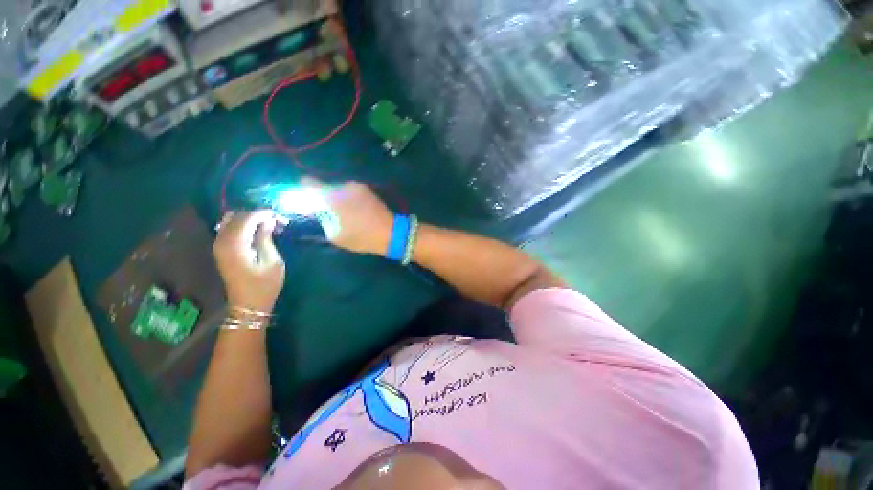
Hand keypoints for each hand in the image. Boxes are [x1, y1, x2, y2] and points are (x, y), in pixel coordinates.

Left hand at [213, 210, 285, 311]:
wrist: (248, 305)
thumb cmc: (264, 285)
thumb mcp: (272, 261)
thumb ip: (266, 239)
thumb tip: (268, 222)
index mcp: (235, 244)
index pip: (247, 218)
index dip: (263, 213)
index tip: (279, 215)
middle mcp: (222, 241)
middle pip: (236, 217)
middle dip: (256, 215)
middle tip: (275, 221)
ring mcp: (219, 246)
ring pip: (230, 221)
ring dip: (248, 219)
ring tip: (266, 224)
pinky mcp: (220, 251)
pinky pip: (227, 229)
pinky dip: (241, 225)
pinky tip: (255, 230)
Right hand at [310, 180, 392, 255]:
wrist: (391, 233)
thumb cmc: (361, 237)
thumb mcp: (335, 234)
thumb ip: (323, 218)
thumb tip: (317, 209)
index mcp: (333, 196)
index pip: (310, 184)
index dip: (305, 190)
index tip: (305, 198)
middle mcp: (344, 186)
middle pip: (326, 187)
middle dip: (324, 198)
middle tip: (328, 212)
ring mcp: (358, 186)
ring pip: (339, 189)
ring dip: (338, 198)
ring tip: (344, 214)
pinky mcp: (368, 190)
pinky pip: (351, 191)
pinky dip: (348, 199)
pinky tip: (355, 212)